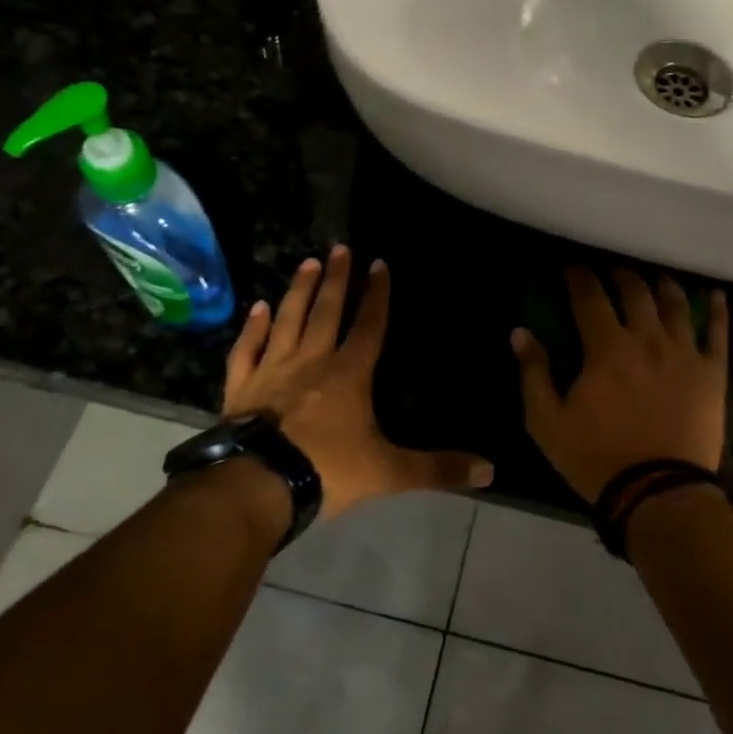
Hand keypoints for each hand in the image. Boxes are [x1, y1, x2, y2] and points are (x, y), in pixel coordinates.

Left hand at [222, 246, 491, 518]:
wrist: (258, 485)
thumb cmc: (327, 471)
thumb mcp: (389, 472)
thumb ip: (437, 468)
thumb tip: (490, 471)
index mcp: (348, 375)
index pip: (368, 326)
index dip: (377, 295)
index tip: (379, 264)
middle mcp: (311, 361)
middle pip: (326, 312)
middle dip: (336, 279)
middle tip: (339, 248)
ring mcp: (272, 370)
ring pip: (288, 320)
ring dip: (299, 291)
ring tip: (307, 262)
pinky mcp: (242, 387)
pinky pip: (248, 349)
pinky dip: (253, 327)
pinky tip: (258, 308)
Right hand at [513, 268, 728, 504]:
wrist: (658, 494)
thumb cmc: (596, 459)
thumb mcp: (547, 422)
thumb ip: (534, 373)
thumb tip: (520, 332)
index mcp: (607, 348)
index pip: (589, 296)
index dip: (578, 276)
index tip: (571, 267)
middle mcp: (648, 339)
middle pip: (635, 291)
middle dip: (619, 275)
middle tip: (610, 273)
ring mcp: (684, 353)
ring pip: (675, 304)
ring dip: (661, 285)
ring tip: (655, 279)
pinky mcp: (712, 373)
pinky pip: (718, 332)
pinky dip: (716, 310)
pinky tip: (714, 295)